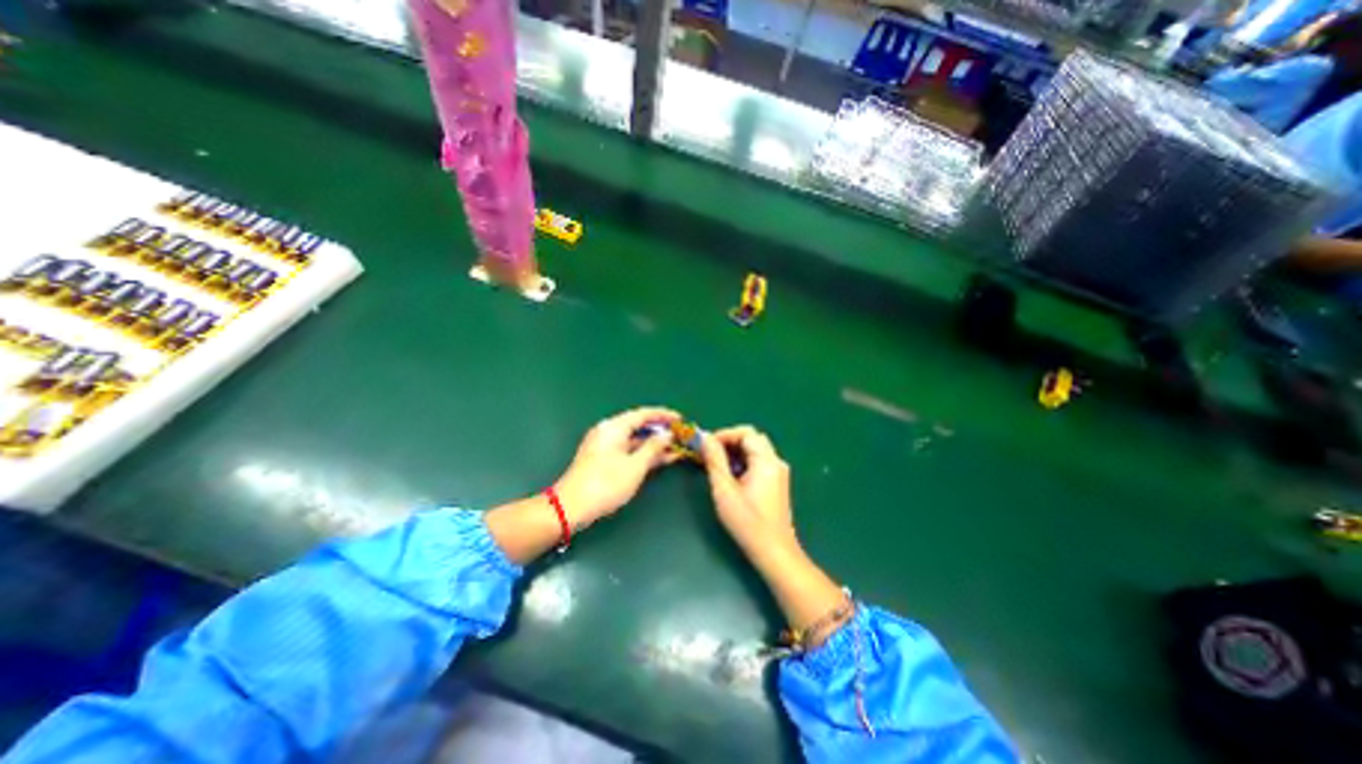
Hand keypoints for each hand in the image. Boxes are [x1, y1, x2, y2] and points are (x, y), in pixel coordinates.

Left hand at [552, 408, 680, 528]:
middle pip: (638, 425)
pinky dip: (643, 453)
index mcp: (614, 427)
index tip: (681, 420)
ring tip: (676, 448)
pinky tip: (660, 459)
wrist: (570, 508)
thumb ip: (653, 448)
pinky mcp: (603, 459)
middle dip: (660, 431)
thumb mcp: (635, 466)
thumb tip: (667, 434)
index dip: (664, 416)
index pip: (643, 414)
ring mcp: (604, 445)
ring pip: (634, 439)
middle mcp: (608, 431)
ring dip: (654, 444)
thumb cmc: (605, 484)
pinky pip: (628, 449)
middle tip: (680, 435)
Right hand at [702, 425, 799, 557]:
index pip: (746, 433)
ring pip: (754, 451)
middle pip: (752, 439)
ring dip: (735, 453)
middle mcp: (776, 461)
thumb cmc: (747, 522)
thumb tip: (704, 437)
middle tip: (709, 455)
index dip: (724, 435)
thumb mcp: (725, 489)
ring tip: (716, 467)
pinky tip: (730, 478)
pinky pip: (758, 462)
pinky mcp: (777, 482)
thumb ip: (714, 460)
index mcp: (766, 460)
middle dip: (728, 443)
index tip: (706, 446)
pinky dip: (743, 463)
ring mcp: (778, 472)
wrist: (774, 552)